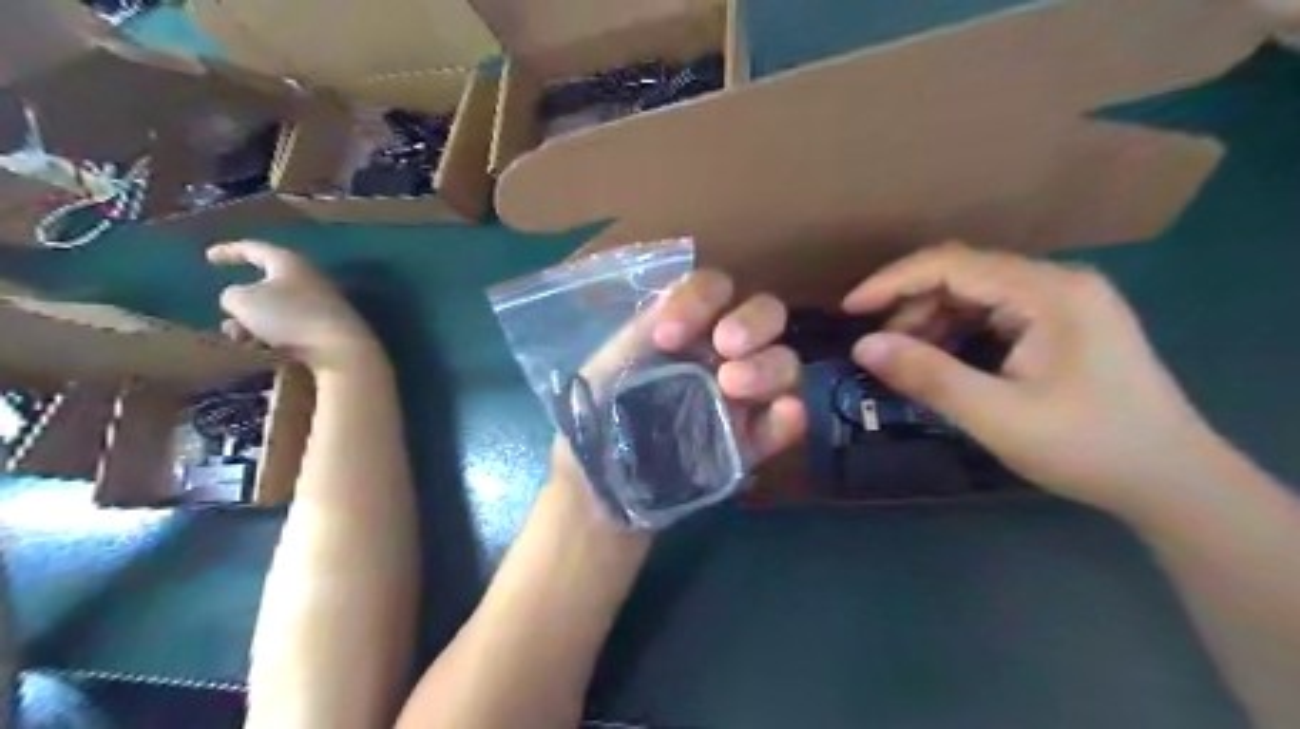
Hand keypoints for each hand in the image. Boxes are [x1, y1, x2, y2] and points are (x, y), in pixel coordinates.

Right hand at [209, 238, 379, 372]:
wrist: (340, 349)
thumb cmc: (289, 317)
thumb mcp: (244, 301)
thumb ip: (233, 295)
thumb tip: (242, 299)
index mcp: (290, 262)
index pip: (255, 249)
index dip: (230, 251)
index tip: (210, 256)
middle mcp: (309, 279)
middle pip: (267, 286)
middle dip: (243, 304)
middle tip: (228, 319)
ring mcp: (322, 304)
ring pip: (277, 310)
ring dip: (253, 325)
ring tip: (242, 339)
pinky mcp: (328, 328)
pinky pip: (292, 328)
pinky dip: (274, 336)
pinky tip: (267, 351)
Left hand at [549, 267, 803, 499]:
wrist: (600, 490)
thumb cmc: (597, 421)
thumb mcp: (606, 367)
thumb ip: (640, 332)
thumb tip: (674, 300)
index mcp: (687, 330)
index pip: (712, 290)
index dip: (699, 300)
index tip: (667, 336)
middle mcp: (721, 355)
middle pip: (765, 315)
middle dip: (752, 322)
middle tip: (725, 346)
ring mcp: (741, 398)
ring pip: (783, 363)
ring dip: (768, 366)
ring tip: (732, 386)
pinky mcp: (750, 443)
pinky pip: (783, 424)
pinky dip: (790, 416)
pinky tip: (784, 414)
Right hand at [844, 245, 1218, 516]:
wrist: (1172, 482)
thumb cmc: (1087, 447)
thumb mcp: (996, 415)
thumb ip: (927, 376)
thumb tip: (862, 346)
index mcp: (1049, 291)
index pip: (953, 264)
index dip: (894, 282)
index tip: (850, 309)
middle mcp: (1057, 282)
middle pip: (964, 273)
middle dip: (912, 305)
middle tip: (878, 346)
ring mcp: (1064, 301)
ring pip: (977, 293)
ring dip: (933, 319)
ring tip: (905, 357)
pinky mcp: (1063, 324)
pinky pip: (995, 312)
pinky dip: (958, 331)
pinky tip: (941, 359)